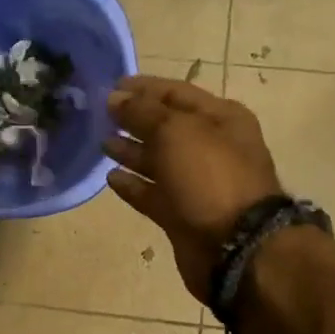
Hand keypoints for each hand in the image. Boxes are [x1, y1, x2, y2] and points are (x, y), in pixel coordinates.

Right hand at [104, 76, 284, 301]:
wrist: (235, 247)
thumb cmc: (210, 177)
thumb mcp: (176, 131)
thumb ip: (142, 112)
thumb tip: (114, 98)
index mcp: (221, 118)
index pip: (176, 93)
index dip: (143, 88)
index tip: (110, 87)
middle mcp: (211, 147)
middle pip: (166, 126)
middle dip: (134, 119)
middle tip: (99, 114)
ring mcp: (197, 183)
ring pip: (158, 160)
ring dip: (131, 151)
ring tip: (101, 143)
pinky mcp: (182, 214)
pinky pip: (153, 194)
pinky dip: (133, 185)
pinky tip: (111, 177)